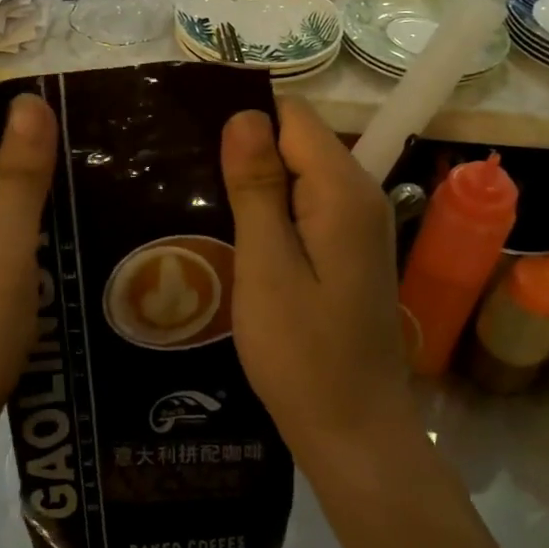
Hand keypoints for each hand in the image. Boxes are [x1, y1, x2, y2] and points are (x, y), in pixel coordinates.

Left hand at [0, 93, 56, 487]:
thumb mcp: (3, 256)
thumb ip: (18, 176)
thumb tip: (31, 101)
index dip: (27, 118)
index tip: (81, 131)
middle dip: (27, 158)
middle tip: (89, 175)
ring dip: (18, 193)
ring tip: (77, 204)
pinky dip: (0, 223)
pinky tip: (40, 242)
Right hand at [220, 97, 415, 466]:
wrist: (354, 432)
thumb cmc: (302, 353)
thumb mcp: (267, 267)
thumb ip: (257, 188)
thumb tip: (243, 115)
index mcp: (343, 191)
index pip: (292, 116)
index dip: (243, 119)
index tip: (192, 141)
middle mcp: (360, 195)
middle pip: (297, 140)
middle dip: (245, 151)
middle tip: (188, 180)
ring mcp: (358, 224)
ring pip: (299, 173)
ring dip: (253, 182)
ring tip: (200, 203)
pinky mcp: (348, 249)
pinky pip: (305, 205)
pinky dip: (270, 210)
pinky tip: (235, 234)